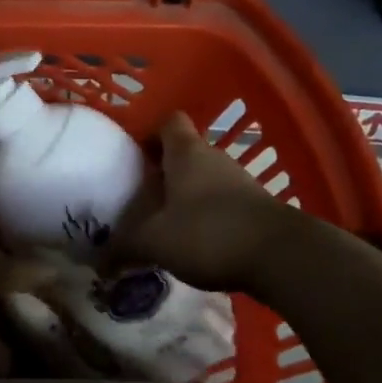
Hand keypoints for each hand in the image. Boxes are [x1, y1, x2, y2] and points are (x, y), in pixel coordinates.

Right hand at [107, 111, 298, 292]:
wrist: (282, 256)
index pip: (168, 122)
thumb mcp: (155, 242)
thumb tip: (98, 260)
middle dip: (164, 172)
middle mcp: (214, 158)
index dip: (150, 134)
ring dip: (187, 196)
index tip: (134, 157)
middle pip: (185, 152)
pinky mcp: (257, 208)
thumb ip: (124, 247)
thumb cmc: (208, 233)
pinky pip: (224, 203)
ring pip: (205, 179)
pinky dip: (209, 217)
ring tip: (166, 225)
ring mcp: (240, 182)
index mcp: (186, 152)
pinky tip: (197, 244)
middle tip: (142, 197)